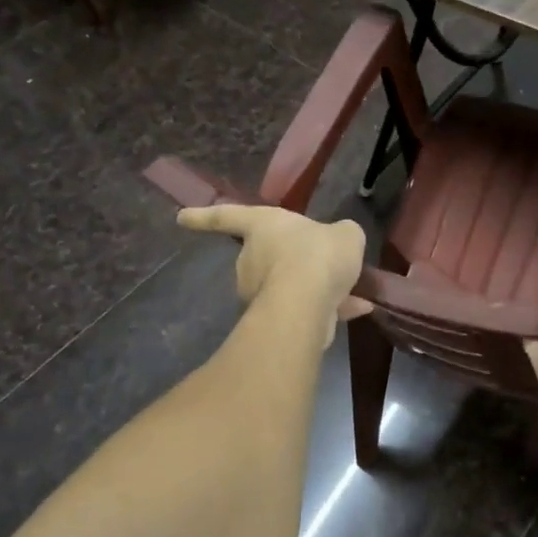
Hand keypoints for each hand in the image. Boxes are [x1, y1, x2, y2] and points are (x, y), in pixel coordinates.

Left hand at [178, 204, 371, 344]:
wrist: (307, 303)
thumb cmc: (317, 254)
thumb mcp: (344, 234)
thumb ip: (340, 236)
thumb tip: (340, 241)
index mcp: (261, 226)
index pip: (226, 216)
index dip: (204, 216)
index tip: (180, 217)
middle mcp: (252, 259)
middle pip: (265, 256)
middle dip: (288, 260)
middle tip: (318, 261)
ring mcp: (261, 292)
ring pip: (289, 285)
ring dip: (313, 287)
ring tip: (347, 288)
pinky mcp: (276, 321)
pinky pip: (303, 308)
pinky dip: (327, 309)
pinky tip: (357, 309)